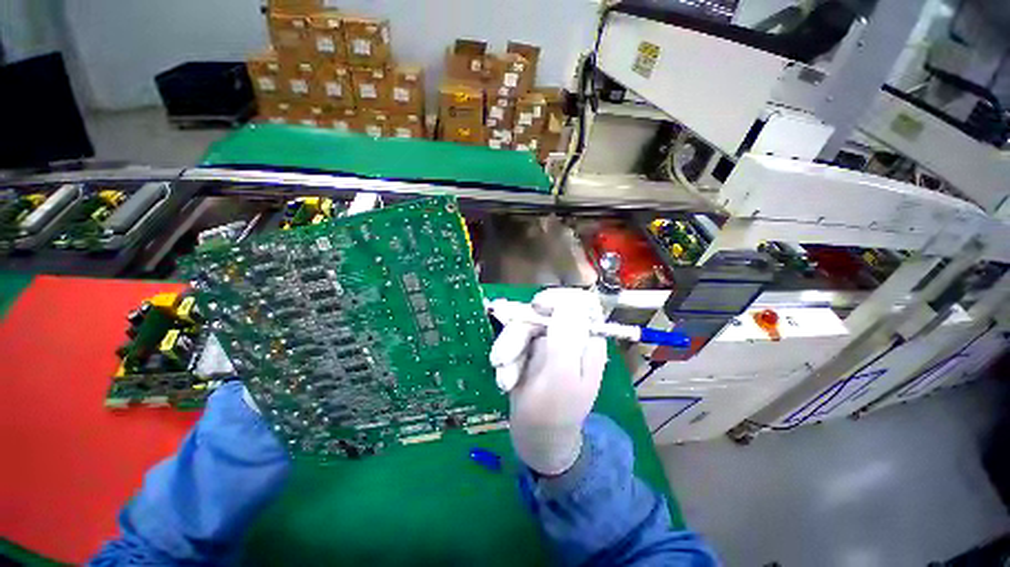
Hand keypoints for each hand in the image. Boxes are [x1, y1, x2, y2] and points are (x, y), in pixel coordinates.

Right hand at [489, 288, 607, 474]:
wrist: (537, 440)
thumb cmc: (553, 414)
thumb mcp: (562, 378)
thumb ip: (567, 338)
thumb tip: (570, 300)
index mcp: (587, 339)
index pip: (580, 301)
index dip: (558, 298)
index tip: (536, 308)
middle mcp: (569, 335)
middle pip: (542, 312)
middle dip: (518, 334)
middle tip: (500, 360)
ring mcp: (548, 340)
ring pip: (523, 325)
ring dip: (508, 351)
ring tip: (504, 382)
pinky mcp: (530, 348)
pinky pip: (513, 340)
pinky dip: (507, 359)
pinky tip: (505, 382)